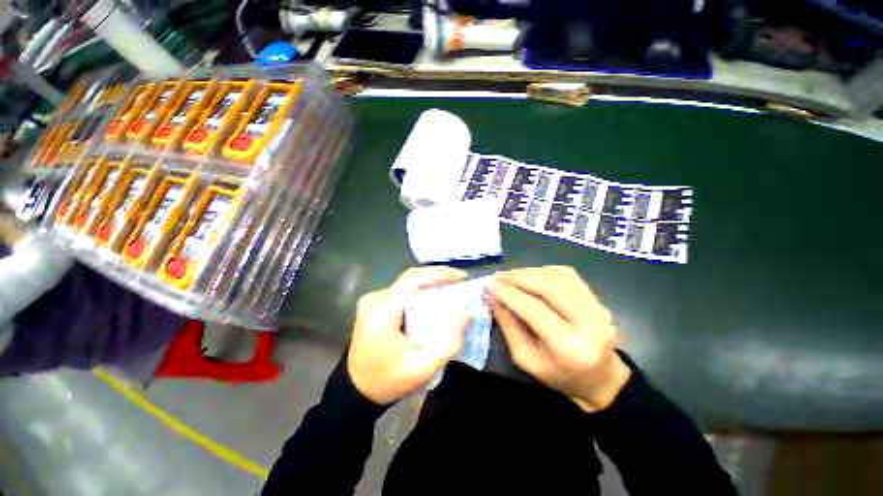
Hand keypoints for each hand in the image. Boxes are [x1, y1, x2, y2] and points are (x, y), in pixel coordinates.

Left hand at [347, 267, 472, 404]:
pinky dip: (419, 293)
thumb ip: (449, 342)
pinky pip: (401, 291)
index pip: (413, 280)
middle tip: (460, 282)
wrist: (356, 390)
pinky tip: (433, 299)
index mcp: (382, 313)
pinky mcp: (373, 304)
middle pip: (411, 279)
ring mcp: (371, 300)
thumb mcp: (424, 368)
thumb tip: (468, 314)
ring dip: (429, 285)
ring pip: (407, 284)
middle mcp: (374, 300)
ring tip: (451, 289)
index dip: (439, 273)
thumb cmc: (389, 381)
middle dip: (438, 278)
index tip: (462, 276)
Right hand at [489, 266, 631, 411]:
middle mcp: (589, 322)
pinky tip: (531, 276)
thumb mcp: (526, 359)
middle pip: (547, 287)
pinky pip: (568, 275)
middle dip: (518, 278)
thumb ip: (508, 326)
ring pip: (558, 277)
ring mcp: (598, 308)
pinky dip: (545, 271)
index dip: (509, 294)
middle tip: (498, 277)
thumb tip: (493, 298)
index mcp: (569, 346)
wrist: (602, 379)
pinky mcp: (598, 299)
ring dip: (530, 272)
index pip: (533, 309)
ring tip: (511, 276)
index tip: (490, 286)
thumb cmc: (560, 376)